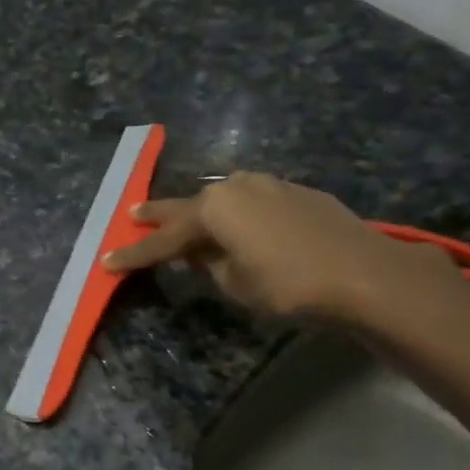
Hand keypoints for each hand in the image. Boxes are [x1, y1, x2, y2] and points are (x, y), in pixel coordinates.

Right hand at [103, 172, 453, 324]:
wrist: (362, 273)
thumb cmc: (289, 284)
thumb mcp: (236, 282)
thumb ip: (210, 264)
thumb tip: (199, 254)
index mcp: (214, 209)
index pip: (164, 239)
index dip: (135, 254)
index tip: (107, 261)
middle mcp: (237, 187)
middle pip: (188, 206)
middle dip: (159, 215)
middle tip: (132, 214)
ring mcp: (269, 185)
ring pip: (222, 200)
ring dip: (201, 212)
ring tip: (184, 221)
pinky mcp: (296, 193)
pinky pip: (251, 203)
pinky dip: (236, 215)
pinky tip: (237, 226)